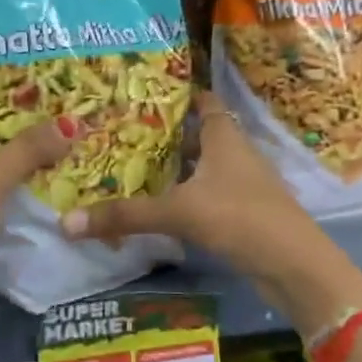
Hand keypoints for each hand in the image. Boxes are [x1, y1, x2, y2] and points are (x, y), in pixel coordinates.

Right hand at [58, 90, 361, 340]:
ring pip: (198, 168)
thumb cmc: (241, 218)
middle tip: (117, 133)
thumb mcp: (179, 212)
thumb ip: (125, 215)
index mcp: (224, 136)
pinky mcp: (240, 213)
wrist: (295, 268)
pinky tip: (154, 207)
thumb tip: (66, 222)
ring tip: (126, 167)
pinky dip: (180, 197)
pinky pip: (203, 195)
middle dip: (161, 135)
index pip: (202, 101)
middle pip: (195, 135)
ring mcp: (239, 184)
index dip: (176, 94)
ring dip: (170, 169)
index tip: (140, 93)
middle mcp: (233, 153)